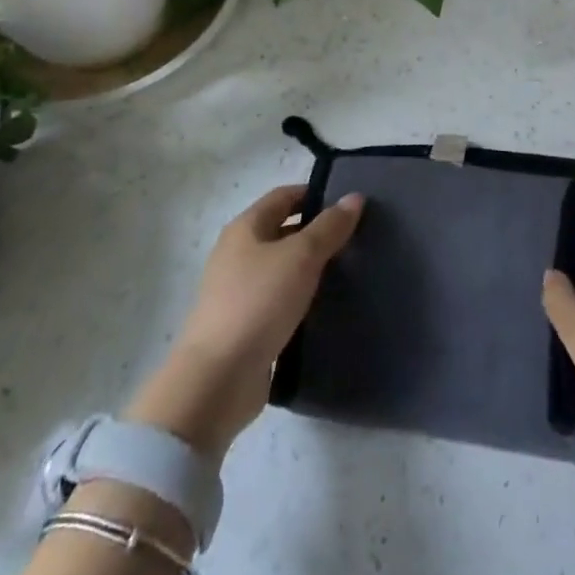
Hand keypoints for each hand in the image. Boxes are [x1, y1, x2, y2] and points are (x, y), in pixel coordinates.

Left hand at [126, 183, 362, 457]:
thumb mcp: (301, 257)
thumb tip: (355, 197)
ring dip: (311, 269)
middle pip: (283, 231)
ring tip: (351, 271)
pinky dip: (302, 300)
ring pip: (283, 269)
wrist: (217, 380)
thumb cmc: (258, 302)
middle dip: (317, 232)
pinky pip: (280, 302)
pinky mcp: (246, 327)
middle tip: (357, 238)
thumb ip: (329, 227)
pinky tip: (328, 308)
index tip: (349, 203)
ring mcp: (239, 293)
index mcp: (245, 229)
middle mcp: (238, 255)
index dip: (315, 194)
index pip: (284, 196)